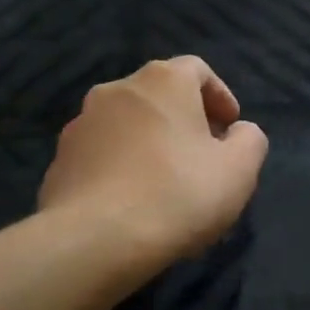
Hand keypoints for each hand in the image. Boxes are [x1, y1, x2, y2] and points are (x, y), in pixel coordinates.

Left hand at [40, 57, 268, 264]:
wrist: (95, 239)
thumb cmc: (177, 195)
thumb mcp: (239, 170)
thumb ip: (250, 140)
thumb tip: (238, 132)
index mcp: (162, 81)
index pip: (196, 70)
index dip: (219, 96)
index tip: (230, 128)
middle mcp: (116, 89)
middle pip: (158, 95)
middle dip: (183, 120)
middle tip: (202, 156)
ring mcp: (81, 123)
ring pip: (126, 124)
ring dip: (148, 143)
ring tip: (164, 183)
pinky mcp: (60, 159)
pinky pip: (100, 154)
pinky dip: (119, 166)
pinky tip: (130, 201)